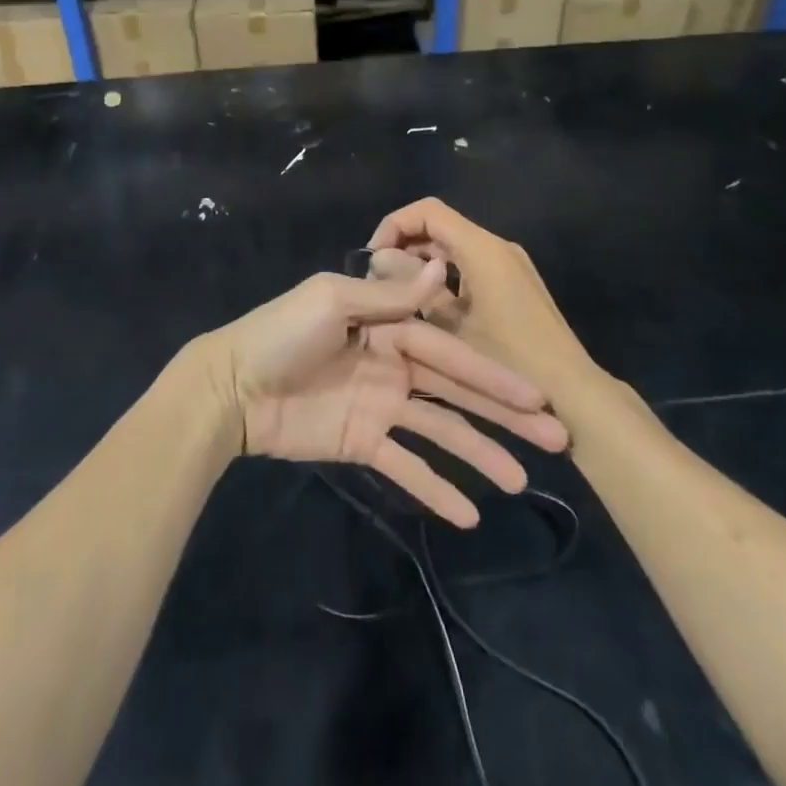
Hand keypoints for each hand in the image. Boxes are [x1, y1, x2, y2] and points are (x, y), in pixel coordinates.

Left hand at [193, 261, 568, 527]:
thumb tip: (441, 269)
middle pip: (457, 390)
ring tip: (523, 480)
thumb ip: (388, 297)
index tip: (537, 393)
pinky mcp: (364, 443)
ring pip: (441, 430)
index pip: (451, 350)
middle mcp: (394, 364)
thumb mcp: (332, 302)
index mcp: (389, 326)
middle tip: (556, 436)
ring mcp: (381, 406)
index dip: (493, 372)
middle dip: (504, 411)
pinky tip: (470, 515)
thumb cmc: (281, 334)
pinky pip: (405, 466)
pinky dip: (435, 488)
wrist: (230, 387)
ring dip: (481, 453)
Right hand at [367, 198, 597, 398]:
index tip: (372, 259)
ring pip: (454, 248)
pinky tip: (427, 311)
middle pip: (440, 226)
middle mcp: (497, 247)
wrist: (573, 395)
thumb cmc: (508, 362)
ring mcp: (509, 265)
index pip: (427, 211)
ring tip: (396, 298)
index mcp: (482, 249)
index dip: (394, 225)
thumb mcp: (450, 330)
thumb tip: (381, 261)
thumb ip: (411, 289)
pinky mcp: (514, 285)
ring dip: (422, 264)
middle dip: (404, 247)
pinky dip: (444, 277)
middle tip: (379, 282)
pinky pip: (469, 266)